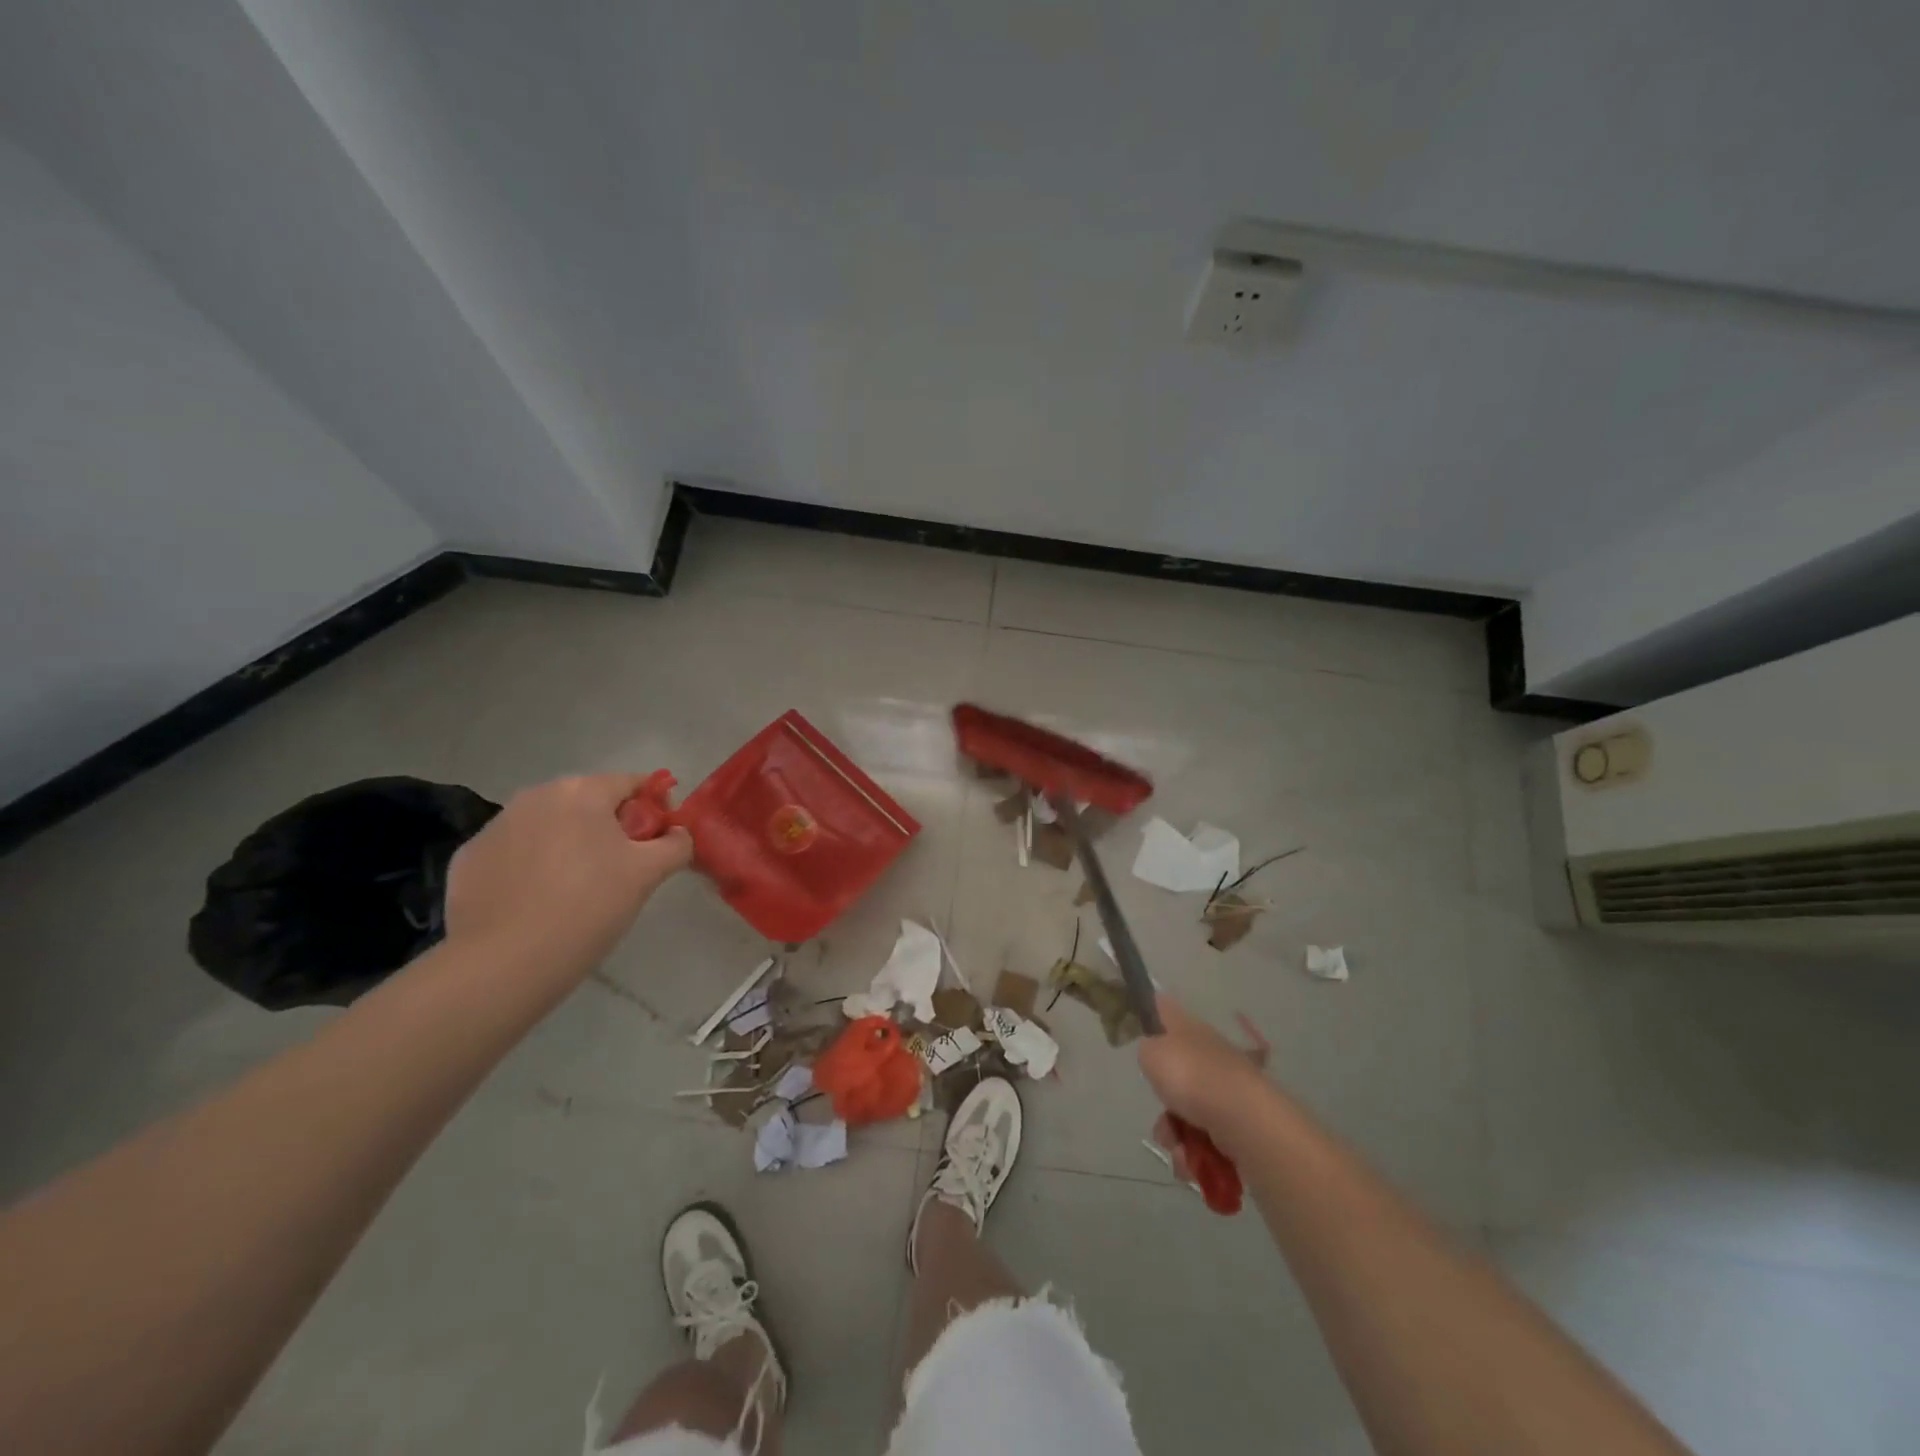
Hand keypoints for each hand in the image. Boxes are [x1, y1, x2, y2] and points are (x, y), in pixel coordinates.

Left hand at [445, 773, 692, 974]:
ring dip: (569, 845)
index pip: (632, 784)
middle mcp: (536, 795)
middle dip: (609, 827)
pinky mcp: (469, 858)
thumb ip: (675, 845)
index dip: (654, 809)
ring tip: (577, 890)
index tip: (659, 841)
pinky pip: (515, 852)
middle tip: (621, 869)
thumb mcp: (648, 875)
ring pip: (550, 826)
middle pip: (588, 803)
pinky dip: (531, 867)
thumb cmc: (588, 907)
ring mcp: (496, 825)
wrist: (503, 962)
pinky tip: (537, 902)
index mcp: (582, 791)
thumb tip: (678, 833)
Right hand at [1139, 996, 1269, 1175]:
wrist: (1244, 1120)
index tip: (1137, 1025)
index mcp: (1189, 1028)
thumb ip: (1147, 1049)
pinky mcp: (1238, 1125)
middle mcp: (1209, 1054)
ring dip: (1175, 1135)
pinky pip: (1205, 1139)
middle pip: (1175, 1073)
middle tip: (1160, 1116)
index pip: (1165, 1009)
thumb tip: (1154, 1052)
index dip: (1151, 1011)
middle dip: (1163, 1103)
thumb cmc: (1192, 1077)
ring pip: (1187, 1112)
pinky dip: (1194, 1154)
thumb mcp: (1153, 1053)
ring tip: (1175, 1148)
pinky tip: (1190, 1162)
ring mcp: (1226, 1090)